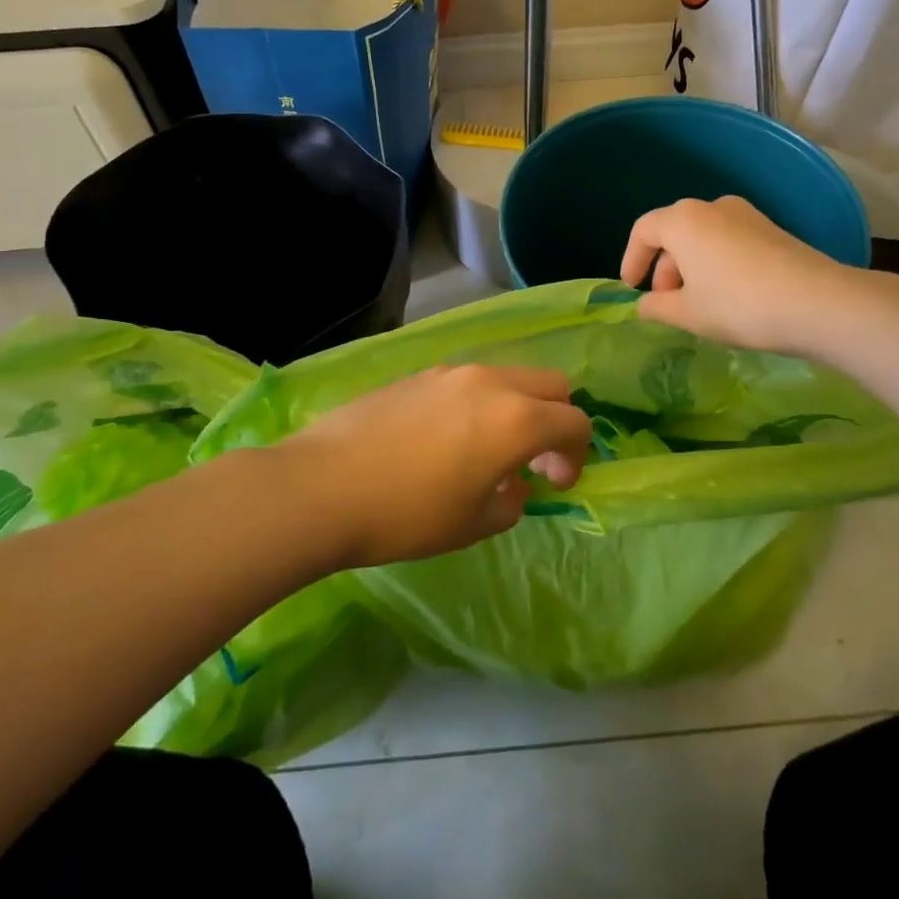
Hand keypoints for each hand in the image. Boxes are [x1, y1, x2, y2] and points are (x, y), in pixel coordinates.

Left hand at [276, 366, 591, 568]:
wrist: (320, 488)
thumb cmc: (406, 515)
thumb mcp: (471, 525)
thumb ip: (508, 503)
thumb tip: (512, 487)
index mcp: (515, 419)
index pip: (574, 422)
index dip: (577, 455)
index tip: (556, 484)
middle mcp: (489, 383)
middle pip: (550, 384)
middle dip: (556, 419)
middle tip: (534, 460)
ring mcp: (449, 373)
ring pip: (506, 378)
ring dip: (515, 409)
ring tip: (487, 452)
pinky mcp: (416, 375)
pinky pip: (467, 382)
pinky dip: (478, 404)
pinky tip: (445, 441)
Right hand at [620, 196, 858, 354]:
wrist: (817, 303)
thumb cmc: (738, 305)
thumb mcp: (687, 314)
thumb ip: (656, 307)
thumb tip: (645, 304)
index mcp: (683, 220)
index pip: (643, 231)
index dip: (631, 260)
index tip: (631, 289)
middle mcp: (712, 207)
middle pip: (674, 232)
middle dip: (663, 267)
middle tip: (665, 303)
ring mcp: (746, 215)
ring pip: (702, 237)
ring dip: (690, 267)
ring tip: (696, 303)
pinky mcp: (771, 229)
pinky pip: (728, 241)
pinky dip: (716, 263)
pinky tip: (727, 295)